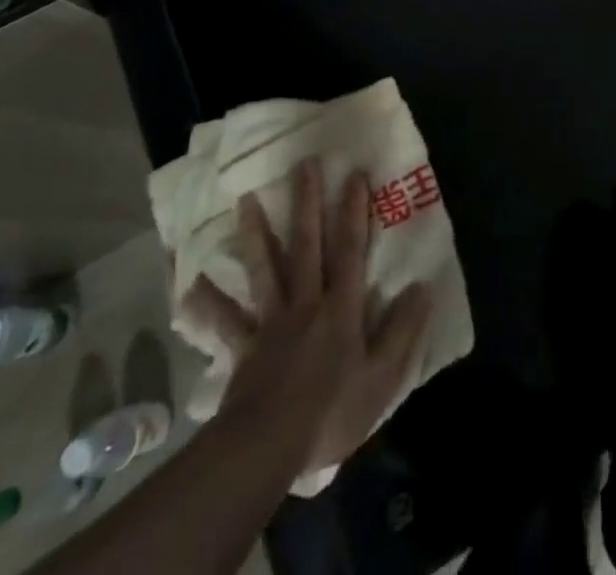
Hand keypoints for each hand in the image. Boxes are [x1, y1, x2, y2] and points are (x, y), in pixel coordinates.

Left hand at [185, 159, 433, 473]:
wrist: (265, 450)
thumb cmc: (330, 413)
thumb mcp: (382, 378)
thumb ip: (403, 331)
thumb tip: (424, 287)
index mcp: (341, 308)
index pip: (350, 250)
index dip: (354, 211)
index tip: (354, 174)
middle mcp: (306, 303)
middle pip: (306, 245)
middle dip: (307, 203)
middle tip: (304, 164)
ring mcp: (270, 322)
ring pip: (264, 269)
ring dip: (256, 233)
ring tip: (246, 200)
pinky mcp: (243, 347)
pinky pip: (225, 321)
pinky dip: (208, 303)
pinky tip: (191, 284)